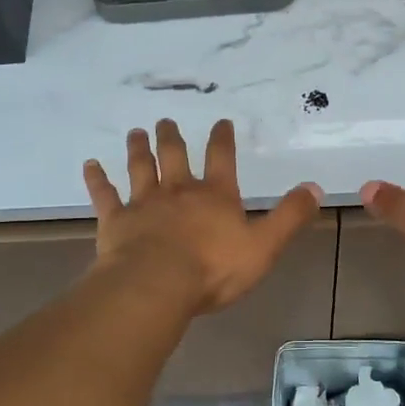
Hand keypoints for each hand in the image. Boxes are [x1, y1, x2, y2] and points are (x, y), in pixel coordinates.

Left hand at [83, 119, 322, 315]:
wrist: (156, 285)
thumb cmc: (213, 269)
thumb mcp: (264, 246)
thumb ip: (289, 216)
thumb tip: (315, 187)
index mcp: (215, 196)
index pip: (222, 158)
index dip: (223, 138)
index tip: (220, 122)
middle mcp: (178, 190)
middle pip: (174, 155)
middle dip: (172, 136)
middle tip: (166, 120)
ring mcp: (143, 203)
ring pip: (140, 167)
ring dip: (138, 148)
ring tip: (136, 132)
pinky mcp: (116, 220)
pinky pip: (104, 195)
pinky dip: (97, 179)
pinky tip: (90, 165)